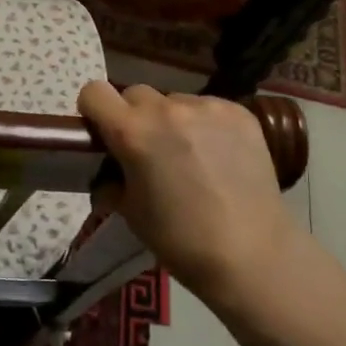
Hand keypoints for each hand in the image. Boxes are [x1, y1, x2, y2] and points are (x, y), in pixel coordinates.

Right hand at [77, 82, 300, 301]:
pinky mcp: (240, 113)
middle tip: (149, 150)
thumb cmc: (180, 239)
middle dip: (135, 117)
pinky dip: (206, 125)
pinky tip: (219, 156)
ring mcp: (207, 107)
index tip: (104, 132)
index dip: (94, 111)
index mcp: (133, 132)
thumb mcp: (130, 212)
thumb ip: (113, 179)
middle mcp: (167, 109)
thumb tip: (111, 171)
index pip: (94, 92)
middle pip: (136, 94)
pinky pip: (208, 109)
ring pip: (175, 102)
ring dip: (173, 121)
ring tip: (191, 156)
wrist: (251, 253)